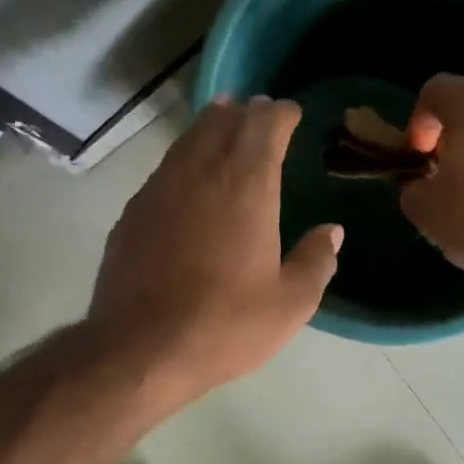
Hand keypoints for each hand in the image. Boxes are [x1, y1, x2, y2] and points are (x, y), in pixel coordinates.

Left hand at [90, 97, 341, 403]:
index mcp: (246, 186)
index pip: (265, 126)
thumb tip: (332, 232)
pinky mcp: (131, 215)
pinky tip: (185, 181)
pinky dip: (182, 163)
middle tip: (258, 114)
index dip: (280, 114)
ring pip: (187, 142)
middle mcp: (200, 173)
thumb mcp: (290, 305)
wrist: (142, 350)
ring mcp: (158, 191)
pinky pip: (163, 172)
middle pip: (221, 122)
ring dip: (209, 129)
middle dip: (244, 113)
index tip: (290, 113)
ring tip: (222, 125)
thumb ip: (316, 262)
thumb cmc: (226, 326)